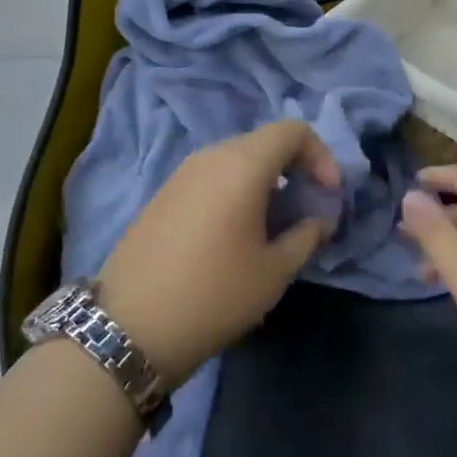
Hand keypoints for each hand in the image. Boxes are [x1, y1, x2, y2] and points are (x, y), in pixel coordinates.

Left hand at [98, 121, 338, 387]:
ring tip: (273, 225)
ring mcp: (182, 172)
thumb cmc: (214, 294)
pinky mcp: (164, 193)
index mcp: (242, 164)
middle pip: (264, 142)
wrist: (129, 326)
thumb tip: (319, 219)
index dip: (320, 155)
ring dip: (265, 181)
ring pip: (237, 159)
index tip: (328, 193)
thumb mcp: (273, 272)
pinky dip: (236, 189)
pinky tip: (235, 233)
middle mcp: (211, 156)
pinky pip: (212, 175)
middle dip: (294, 168)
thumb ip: (306, 236)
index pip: (293, 130)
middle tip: (306, 209)